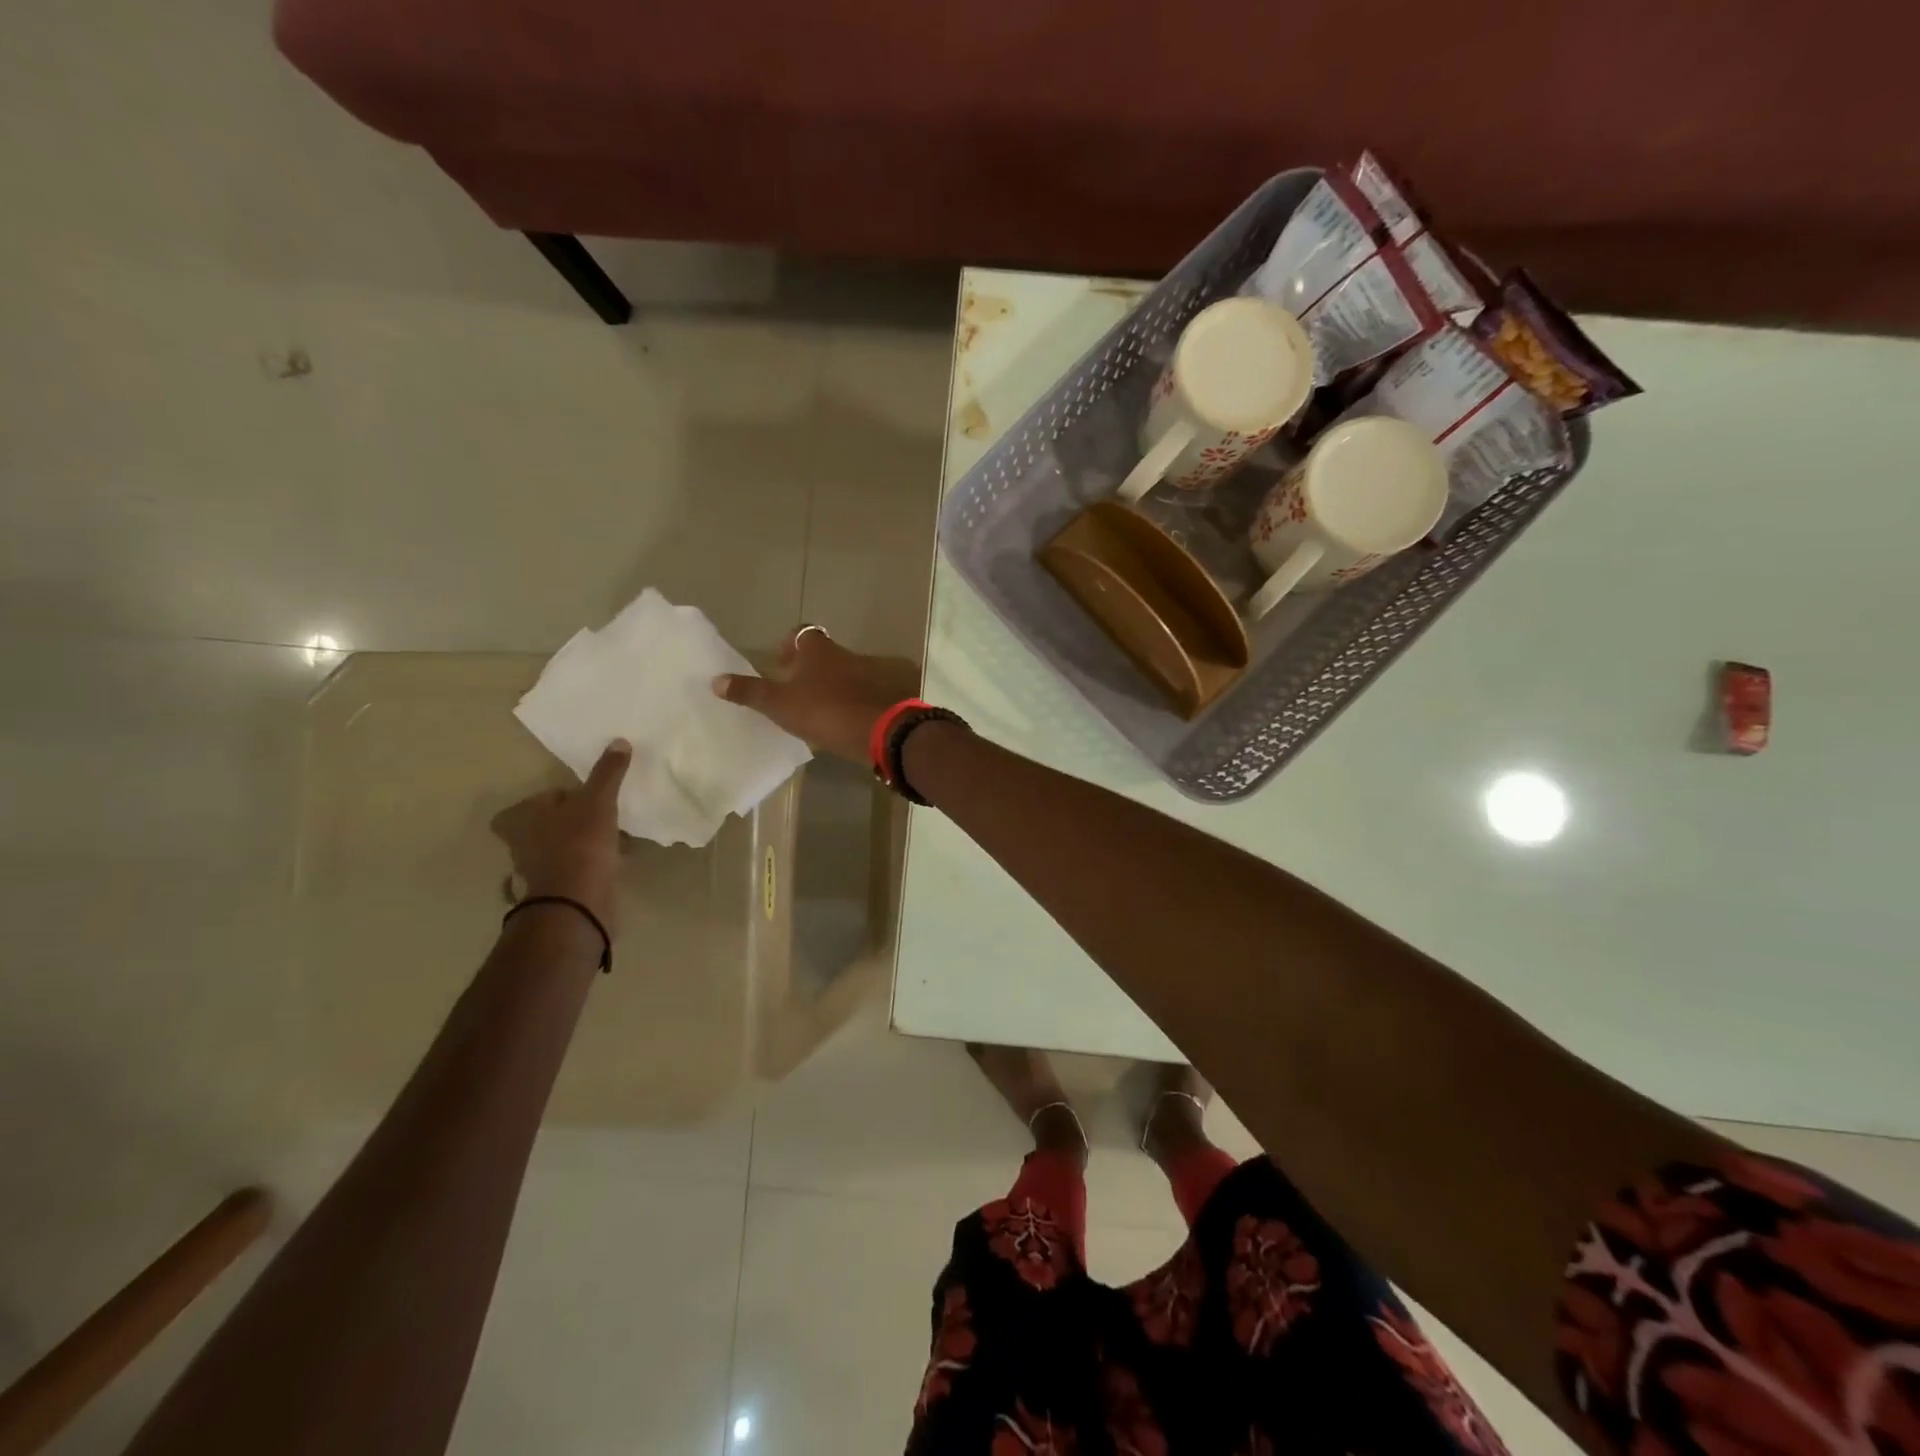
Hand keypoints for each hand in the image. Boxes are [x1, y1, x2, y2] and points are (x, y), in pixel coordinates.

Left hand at [490, 741, 630, 930]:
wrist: (576, 902)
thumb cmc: (578, 843)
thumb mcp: (598, 801)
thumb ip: (607, 773)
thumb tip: (619, 741)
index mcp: (520, 818)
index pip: (541, 798)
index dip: (562, 797)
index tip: (586, 799)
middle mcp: (521, 843)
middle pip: (549, 824)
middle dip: (572, 821)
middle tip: (602, 816)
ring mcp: (537, 870)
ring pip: (562, 848)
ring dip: (583, 844)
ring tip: (613, 838)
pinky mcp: (557, 891)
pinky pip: (576, 870)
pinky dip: (591, 866)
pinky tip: (614, 861)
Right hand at [712, 625, 919, 763]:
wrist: (879, 730)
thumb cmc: (824, 709)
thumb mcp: (779, 703)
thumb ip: (750, 692)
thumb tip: (716, 680)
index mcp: (818, 649)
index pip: (801, 634)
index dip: (788, 645)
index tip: (779, 664)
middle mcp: (843, 654)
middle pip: (822, 654)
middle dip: (807, 668)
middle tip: (791, 690)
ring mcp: (866, 674)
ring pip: (840, 674)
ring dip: (826, 687)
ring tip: (810, 709)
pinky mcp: (879, 697)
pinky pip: (855, 694)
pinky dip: (844, 703)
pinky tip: (835, 723)